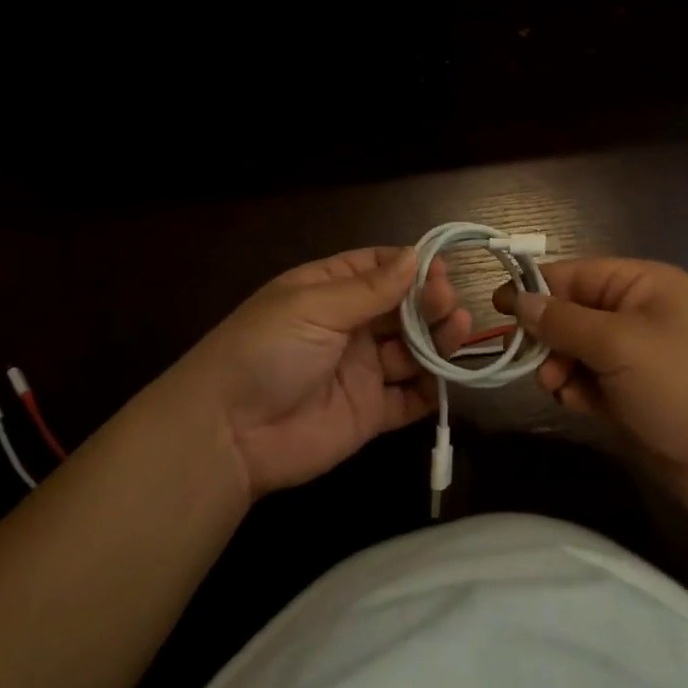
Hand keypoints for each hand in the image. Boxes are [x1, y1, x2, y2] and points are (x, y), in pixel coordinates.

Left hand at [173, 247, 470, 499]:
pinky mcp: (369, 412)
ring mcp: (361, 370)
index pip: (379, 269)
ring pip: (411, 350)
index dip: (411, 267)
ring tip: (459, 330)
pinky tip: (445, 378)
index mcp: (329, 291)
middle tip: (450, 303)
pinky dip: (429, 389)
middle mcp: (349, 326)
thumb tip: (415, 255)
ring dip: (438, 340)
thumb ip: (370, 288)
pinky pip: (408, 398)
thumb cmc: (267, 350)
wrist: (228, 432)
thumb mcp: (314, 307)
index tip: (440, 268)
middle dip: (430, 302)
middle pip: (402, 308)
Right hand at [494, 258, 687, 512]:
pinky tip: (578, 404)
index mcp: (643, 285)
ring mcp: (636, 357)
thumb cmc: (684, 386)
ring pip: (576, 350)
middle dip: (550, 335)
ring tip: (560, 387)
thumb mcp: (619, 344)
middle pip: (572, 313)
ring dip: (560, 367)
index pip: (576, 274)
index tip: (498, 303)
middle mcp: (638, 314)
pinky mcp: (633, 395)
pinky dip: (577, 390)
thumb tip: (520, 300)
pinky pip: (589, 382)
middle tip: (534, 361)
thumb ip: (564, 321)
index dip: (536, 287)